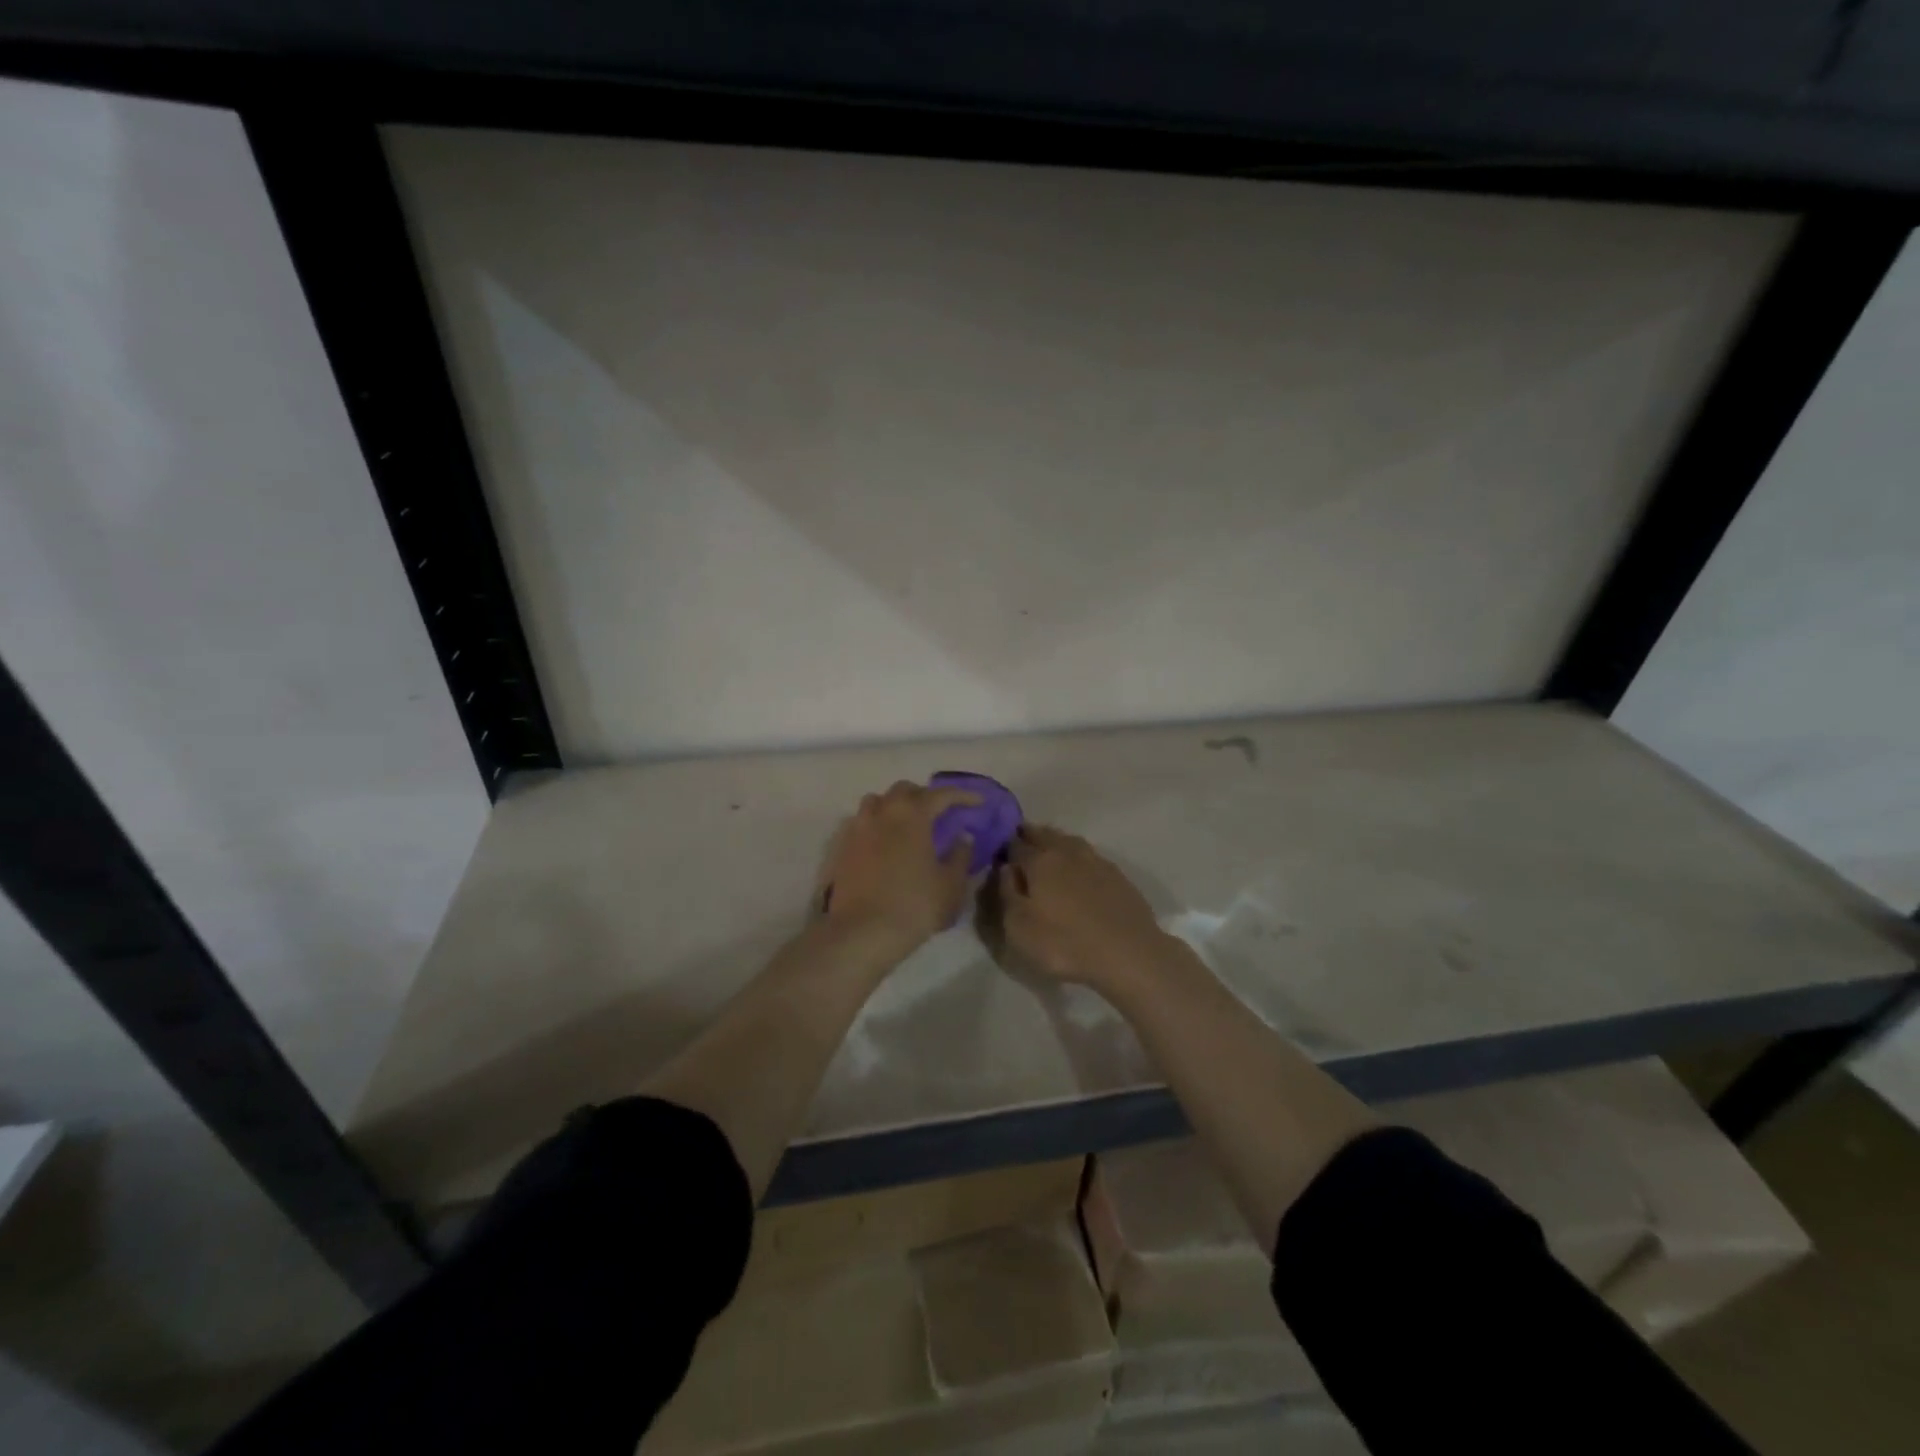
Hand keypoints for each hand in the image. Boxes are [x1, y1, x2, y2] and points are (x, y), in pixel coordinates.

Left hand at [818, 781, 980, 961]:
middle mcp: (883, 813)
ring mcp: (858, 828)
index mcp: (912, 815)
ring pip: (877, 801)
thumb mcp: (950, 885)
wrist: (862, 932)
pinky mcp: (843, 847)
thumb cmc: (914, 906)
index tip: (978, 802)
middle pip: (905, 790)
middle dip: (925, 796)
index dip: (962, 795)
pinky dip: (877, 823)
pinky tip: (885, 842)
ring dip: (895, 805)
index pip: (941, 794)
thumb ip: (960, 855)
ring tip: (908, 823)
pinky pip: (862, 822)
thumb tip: (963, 836)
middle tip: (940, 812)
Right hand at [991, 825, 1173, 990]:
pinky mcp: (1116, 874)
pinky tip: (1077, 866)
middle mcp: (1066, 852)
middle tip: (1019, 841)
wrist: (1129, 953)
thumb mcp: (1020, 927)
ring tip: (1046, 848)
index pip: (1015, 845)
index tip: (997, 849)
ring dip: (1053, 841)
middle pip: (1043, 835)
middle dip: (1029, 835)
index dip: (1004, 846)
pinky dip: (1076, 855)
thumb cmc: (1065, 943)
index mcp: (1039, 861)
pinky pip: (1088, 855)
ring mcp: (1095, 860)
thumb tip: (1005, 868)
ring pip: (1068, 840)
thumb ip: (1007, 893)